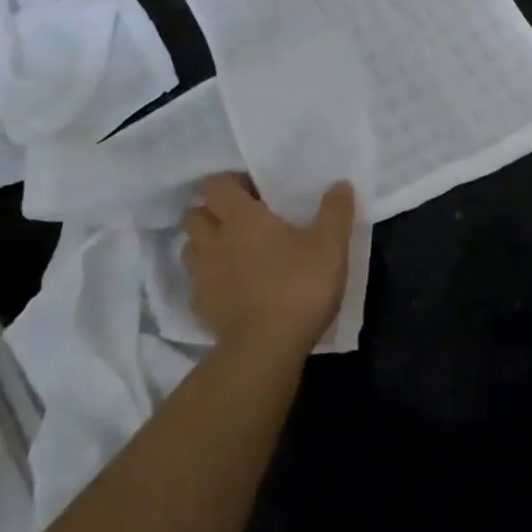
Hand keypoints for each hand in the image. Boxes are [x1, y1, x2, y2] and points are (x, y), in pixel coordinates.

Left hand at [180, 174, 355, 359]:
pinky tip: (233, 286)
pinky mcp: (201, 306)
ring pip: (190, 247)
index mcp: (241, 218)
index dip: (231, 182)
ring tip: (234, 251)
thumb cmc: (298, 286)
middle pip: (194, 214)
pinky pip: (197, 282)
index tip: (255, 191)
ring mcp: (202, 276)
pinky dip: (210, 278)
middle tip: (242, 219)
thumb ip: (335, 211)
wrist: (266, 349)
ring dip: (206, 243)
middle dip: (212, 211)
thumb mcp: (330, 246)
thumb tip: (340, 183)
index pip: (215, 184)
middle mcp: (213, 241)